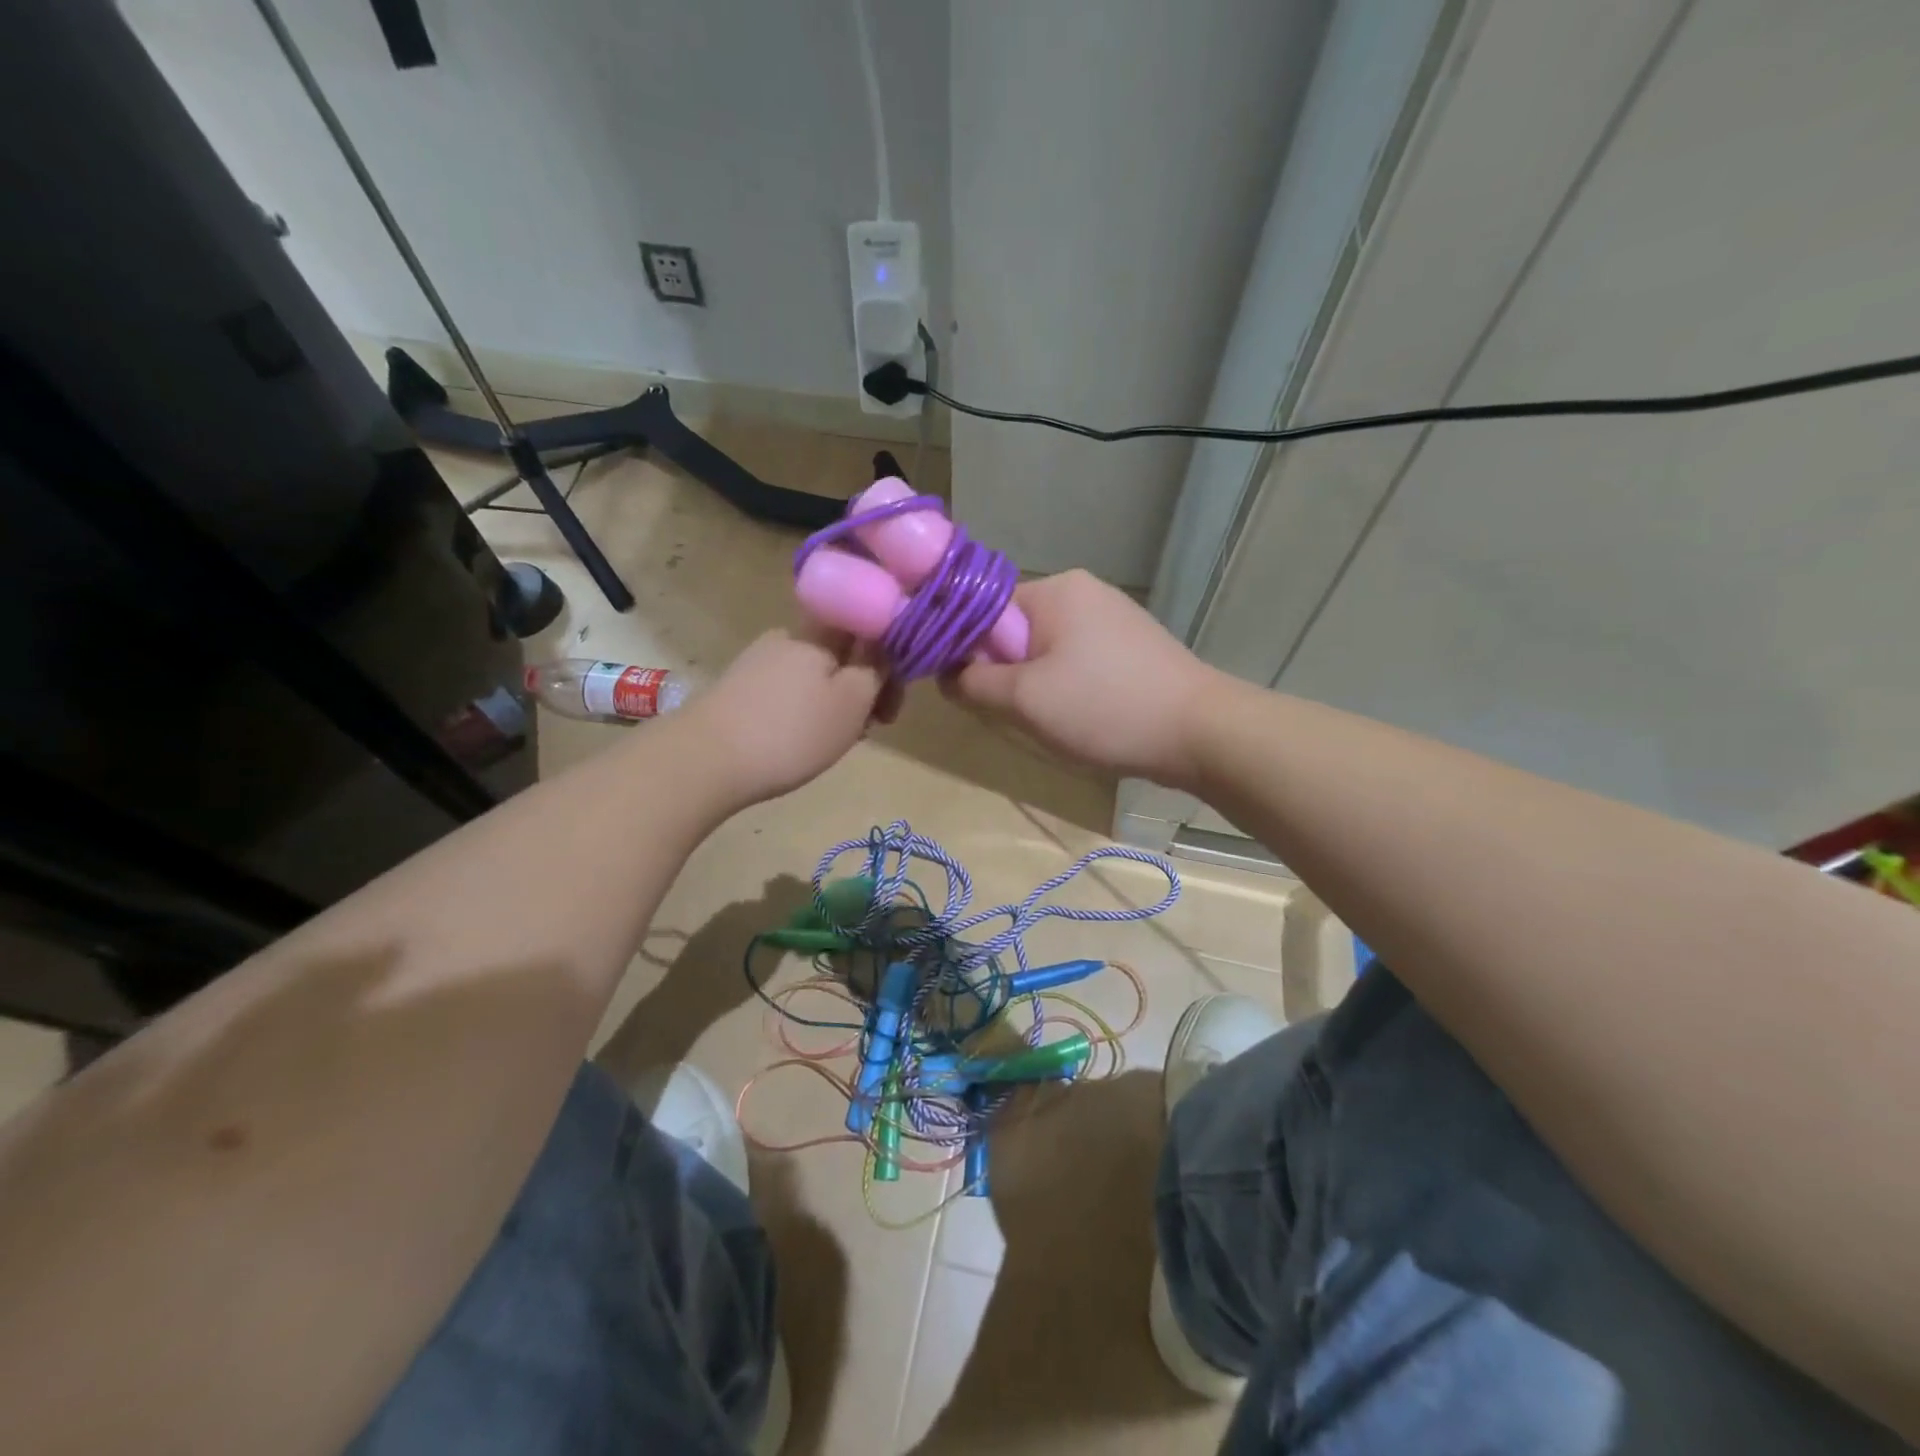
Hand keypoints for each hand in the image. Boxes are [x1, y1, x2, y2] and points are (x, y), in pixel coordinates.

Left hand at [682, 624, 896, 804]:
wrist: (704, 761)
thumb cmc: (791, 731)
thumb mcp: (852, 702)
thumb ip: (877, 669)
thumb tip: (887, 644)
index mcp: (817, 633)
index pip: (866, 627)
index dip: (890, 658)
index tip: (893, 698)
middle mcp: (786, 638)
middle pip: (841, 654)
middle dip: (863, 687)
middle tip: (871, 727)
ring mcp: (757, 663)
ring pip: (815, 676)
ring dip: (836, 703)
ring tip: (837, 742)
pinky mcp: (738, 690)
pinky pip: (788, 693)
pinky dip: (805, 713)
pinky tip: (801, 743)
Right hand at [946, 569, 1219, 786]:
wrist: (1200, 732)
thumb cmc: (1104, 708)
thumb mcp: (1024, 700)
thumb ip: (973, 683)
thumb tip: (947, 674)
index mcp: (1056, 590)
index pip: (985, 610)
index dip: (969, 651)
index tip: (972, 690)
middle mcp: (1084, 592)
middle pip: (1016, 630)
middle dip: (1007, 673)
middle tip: (1015, 713)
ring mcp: (1113, 617)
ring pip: (1047, 650)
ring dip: (1037, 685)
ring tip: (1053, 721)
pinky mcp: (1132, 646)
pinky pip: (1078, 660)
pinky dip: (1069, 687)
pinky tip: (1083, 717)